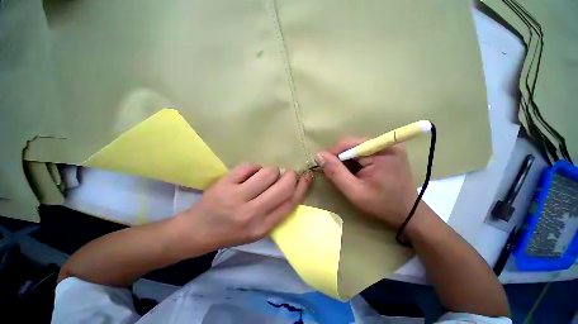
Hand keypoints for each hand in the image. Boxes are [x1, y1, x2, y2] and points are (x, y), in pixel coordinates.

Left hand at [176, 164, 311, 250]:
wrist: (198, 231)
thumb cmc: (233, 231)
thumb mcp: (259, 229)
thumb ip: (278, 209)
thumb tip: (293, 185)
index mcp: (263, 226)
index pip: (291, 202)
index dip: (303, 186)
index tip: (306, 176)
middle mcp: (252, 213)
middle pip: (283, 185)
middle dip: (290, 175)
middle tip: (287, 173)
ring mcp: (236, 197)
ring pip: (268, 171)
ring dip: (271, 171)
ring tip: (264, 177)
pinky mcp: (224, 184)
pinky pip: (249, 166)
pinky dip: (253, 168)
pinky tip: (248, 175)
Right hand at [315, 138, 417, 229]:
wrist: (408, 213)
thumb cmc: (382, 204)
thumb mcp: (354, 191)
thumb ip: (335, 173)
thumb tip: (319, 155)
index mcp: (381, 152)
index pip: (347, 144)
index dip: (333, 155)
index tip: (326, 168)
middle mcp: (387, 144)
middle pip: (352, 145)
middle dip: (341, 159)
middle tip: (338, 175)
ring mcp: (389, 146)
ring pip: (357, 148)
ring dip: (348, 161)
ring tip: (349, 176)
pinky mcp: (389, 151)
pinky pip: (365, 152)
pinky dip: (357, 162)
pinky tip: (358, 173)